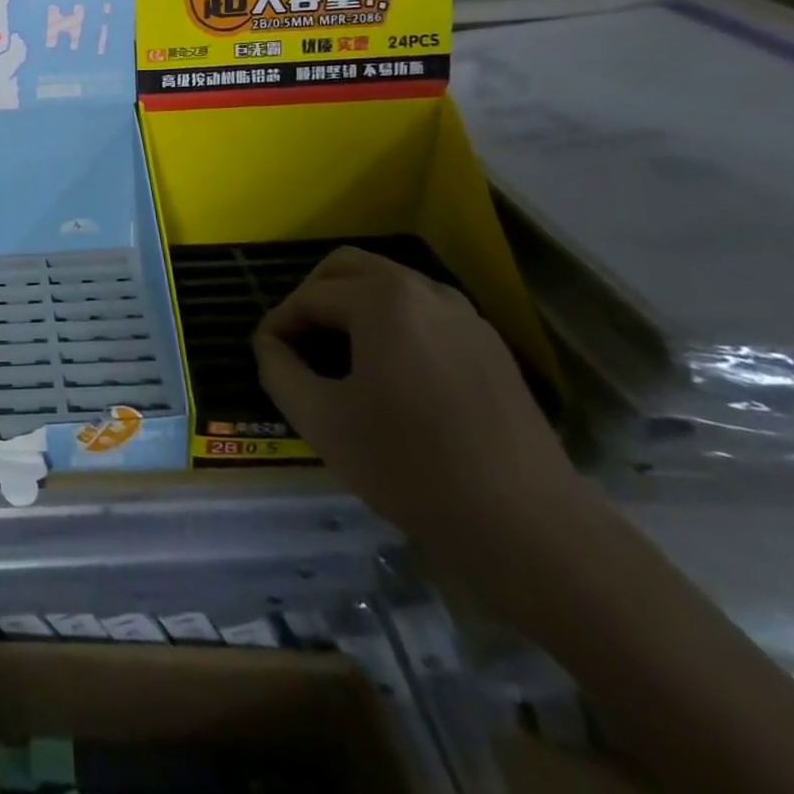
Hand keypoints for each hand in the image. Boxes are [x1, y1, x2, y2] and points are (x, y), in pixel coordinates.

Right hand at [251, 247, 584, 564]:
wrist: (527, 526)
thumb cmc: (411, 465)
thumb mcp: (321, 419)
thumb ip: (277, 369)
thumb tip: (270, 345)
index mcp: (382, 298)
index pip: (310, 296)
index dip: (279, 324)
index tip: (265, 356)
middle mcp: (425, 290)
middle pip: (349, 267)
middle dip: (314, 296)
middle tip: (298, 341)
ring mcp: (465, 316)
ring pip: (390, 286)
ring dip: (354, 306)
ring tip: (338, 356)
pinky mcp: (490, 346)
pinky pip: (425, 313)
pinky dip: (393, 324)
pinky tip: (389, 374)